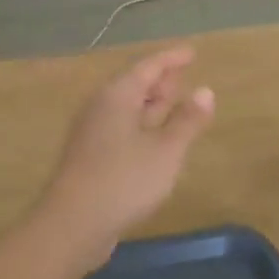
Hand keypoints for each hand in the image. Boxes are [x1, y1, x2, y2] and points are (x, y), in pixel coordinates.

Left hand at [36, 46, 215, 253]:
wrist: (72, 225)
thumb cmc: (124, 181)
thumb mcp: (166, 151)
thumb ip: (187, 120)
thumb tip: (205, 91)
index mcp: (117, 96)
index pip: (147, 67)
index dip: (171, 59)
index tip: (191, 53)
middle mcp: (100, 108)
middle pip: (133, 85)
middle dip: (160, 81)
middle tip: (184, 77)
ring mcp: (92, 133)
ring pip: (126, 108)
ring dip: (151, 105)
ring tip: (175, 105)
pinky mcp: (90, 157)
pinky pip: (121, 129)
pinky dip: (142, 126)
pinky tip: (155, 142)